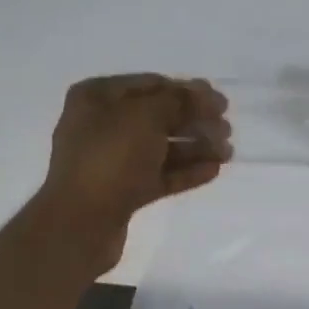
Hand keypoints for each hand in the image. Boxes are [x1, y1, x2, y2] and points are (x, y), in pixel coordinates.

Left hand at [36, 74, 230, 274]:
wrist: (81, 223)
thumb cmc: (110, 158)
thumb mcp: (145, 117)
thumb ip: (178, 101)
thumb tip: (204, 95)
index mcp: (97, 97)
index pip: (151, 85)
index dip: (187, 91)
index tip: (220, 101)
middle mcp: (102, 125)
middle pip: (158, 117)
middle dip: (194, 121)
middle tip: (227, 128)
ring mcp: (111, 161)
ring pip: (161, 148)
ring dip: (195, 147)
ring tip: (226, 152)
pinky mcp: (122, 192)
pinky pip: (159, 175)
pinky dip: (185, 171)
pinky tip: (213, 170)